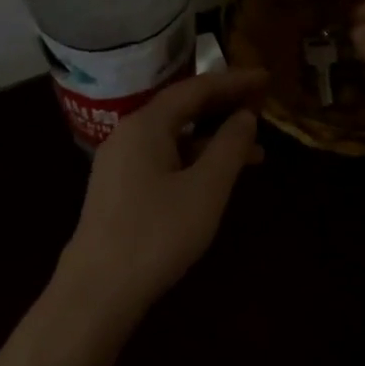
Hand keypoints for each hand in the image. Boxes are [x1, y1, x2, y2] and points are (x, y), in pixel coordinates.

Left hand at [56, 69, 267, 325]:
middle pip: (181, 109)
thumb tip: (245, 117)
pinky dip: (194, 161)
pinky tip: (217, 179)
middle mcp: (128, 135)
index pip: (195, 88)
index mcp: (145, 125)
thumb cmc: (157, 234)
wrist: (98, 289)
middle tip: (262, 103)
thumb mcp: (205, 189)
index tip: (266, 77)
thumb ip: (230, 147)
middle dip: (223, 106)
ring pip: (174, 138)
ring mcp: (120, 163)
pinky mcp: (119, 189)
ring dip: (212, 140)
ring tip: (256, 153)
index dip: (233, 81)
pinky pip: (163, 160)